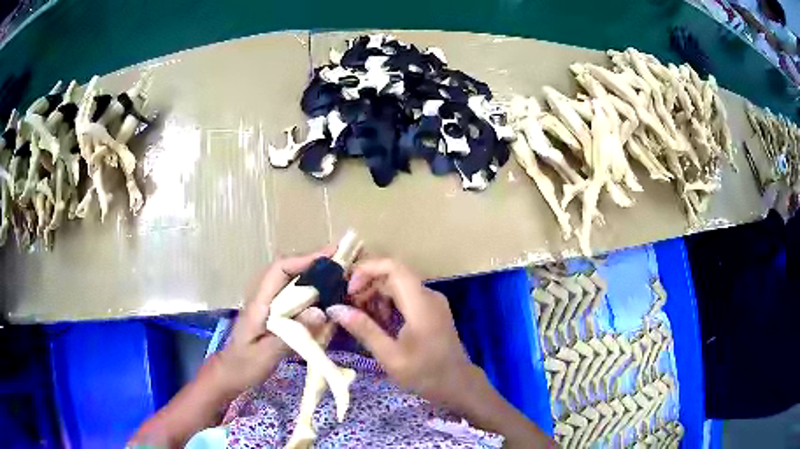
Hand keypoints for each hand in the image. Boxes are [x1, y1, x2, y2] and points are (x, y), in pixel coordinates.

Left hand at [216, 248, 332, 396]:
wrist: (231, 372)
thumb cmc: (246, 364)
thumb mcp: (267, 354)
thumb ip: (291, 334)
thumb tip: (320, 312)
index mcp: (259, 302)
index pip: (280, 270)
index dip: (304, 260)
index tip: (331, 257)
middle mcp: (263, 296)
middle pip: (288, 269)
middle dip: (314, 263)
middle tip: (342, 264)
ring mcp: (268, 303)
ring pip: (291, 279)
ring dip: (314, 274)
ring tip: (339, 275)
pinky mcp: (274, 312)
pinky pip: (293, 293)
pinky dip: (311, 289)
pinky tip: (326, 296)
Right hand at [326, 258, 479, 410]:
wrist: (458, 385)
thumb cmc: (425, 374)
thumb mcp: (390, 356)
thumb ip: (364, 329)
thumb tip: (335, 309)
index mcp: (421, 304)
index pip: (393, 267)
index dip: (367, 270)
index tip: (348, 289)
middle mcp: (428, 295)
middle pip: (393, 275)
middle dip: (367, 286)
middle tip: (348, 308)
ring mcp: (432, 302)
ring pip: (398, 286)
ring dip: (376, 296)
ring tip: (360, 318)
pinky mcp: (432, 310)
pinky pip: (406, 297)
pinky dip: (387, 304)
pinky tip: (378, 323)